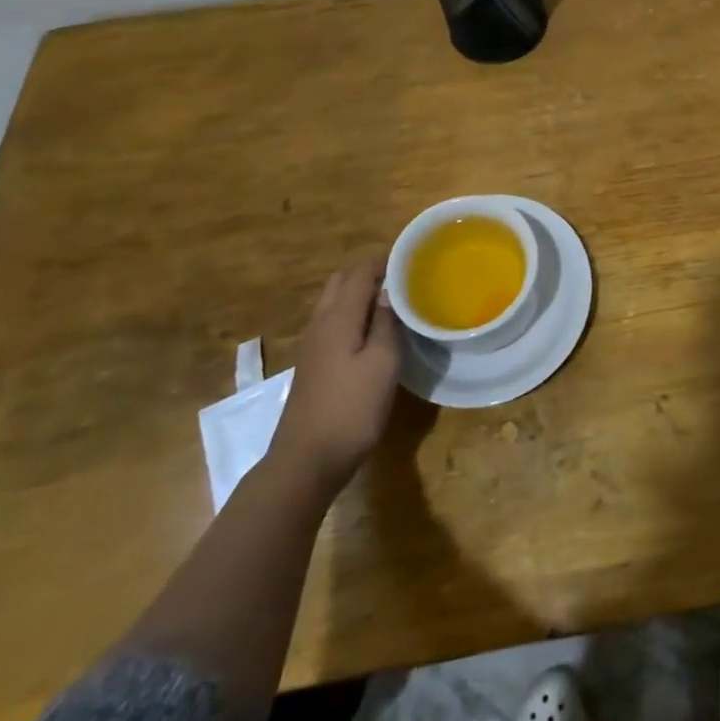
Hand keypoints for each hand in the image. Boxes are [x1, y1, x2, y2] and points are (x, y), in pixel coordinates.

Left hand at [266, 260, 401, 496]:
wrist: (305, 462)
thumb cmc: (351, 409)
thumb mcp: (382, 364)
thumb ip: (386, 322)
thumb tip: (390, 290)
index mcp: (338, 317)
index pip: (360, 271)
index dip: (386, 259)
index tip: (414, 258)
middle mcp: (320, 323)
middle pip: (343, 281)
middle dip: (372, 272)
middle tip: (406, 278)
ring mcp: (312, 345)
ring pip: (335, 301)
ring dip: (362, 293)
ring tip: (395, 301)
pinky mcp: (313, 364)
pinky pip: (334, 322)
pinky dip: (354, 313)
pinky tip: (375, 331)